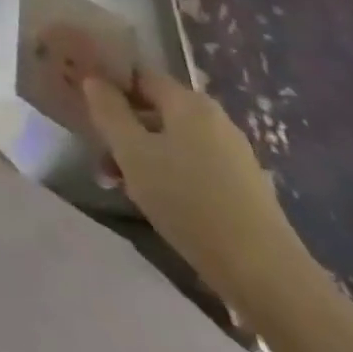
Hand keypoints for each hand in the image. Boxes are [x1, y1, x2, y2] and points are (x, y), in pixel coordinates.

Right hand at [82, 67, 297, 294]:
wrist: (268, 276)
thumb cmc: (189, 202)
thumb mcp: (132, 153)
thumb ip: (109, 111)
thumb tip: (94, 79)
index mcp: (188, 102)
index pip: (139, 74)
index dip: (109, 82)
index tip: (84, 101)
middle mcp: (214, 118)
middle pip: (155, 109)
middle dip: (122, 127)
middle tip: (97, 153)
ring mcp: (233, 154)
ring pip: (171, 141)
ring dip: (141, 155)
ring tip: (118, 185)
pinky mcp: (243, 187)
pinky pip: (193, 165)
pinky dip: (168, 174)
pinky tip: (156, 202)